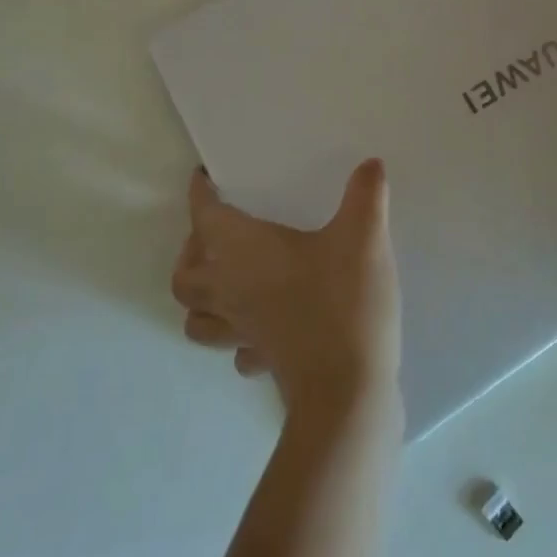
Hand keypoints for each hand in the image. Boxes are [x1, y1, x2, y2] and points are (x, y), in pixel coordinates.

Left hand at [171, 159, 401, 420]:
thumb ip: (367, 195)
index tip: (203, 179)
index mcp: (244, 252)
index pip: (205, 218)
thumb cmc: (344, 302)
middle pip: (185, 275)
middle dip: (192, 250)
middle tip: (217, 230)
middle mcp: (231, 291)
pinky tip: (261, 322)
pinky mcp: (263, 360)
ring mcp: (243, 332)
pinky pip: (234, 347)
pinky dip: (236, 334)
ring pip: (197, 317)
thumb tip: (371, 164)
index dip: (200, 195)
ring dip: (202, 296)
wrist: (347, 392)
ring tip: (226, 277)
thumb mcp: (364, 237)